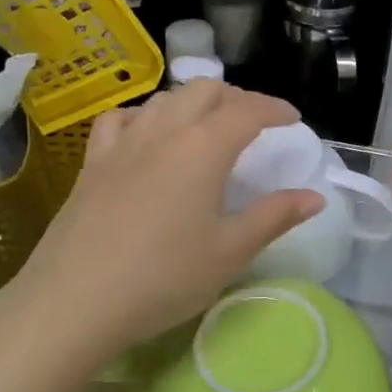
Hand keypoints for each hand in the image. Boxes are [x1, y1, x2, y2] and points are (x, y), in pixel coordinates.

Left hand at [0, 83, 323, 378]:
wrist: (75, 300)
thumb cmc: (164, 277)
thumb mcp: (230, 251)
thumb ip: (275, 217)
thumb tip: (316, 197)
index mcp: (205, 147)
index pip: (248, 110)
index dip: (275, 108)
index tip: (292, 119)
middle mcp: (165, 130)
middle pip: (205, 90)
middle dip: (236, 97)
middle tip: (254, 122)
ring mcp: (123, 143)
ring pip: (164, 99)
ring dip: (193, 101)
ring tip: (207, 125)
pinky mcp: (93, 162)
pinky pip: (121, 119)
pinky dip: (144, 116)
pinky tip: (147, 135)